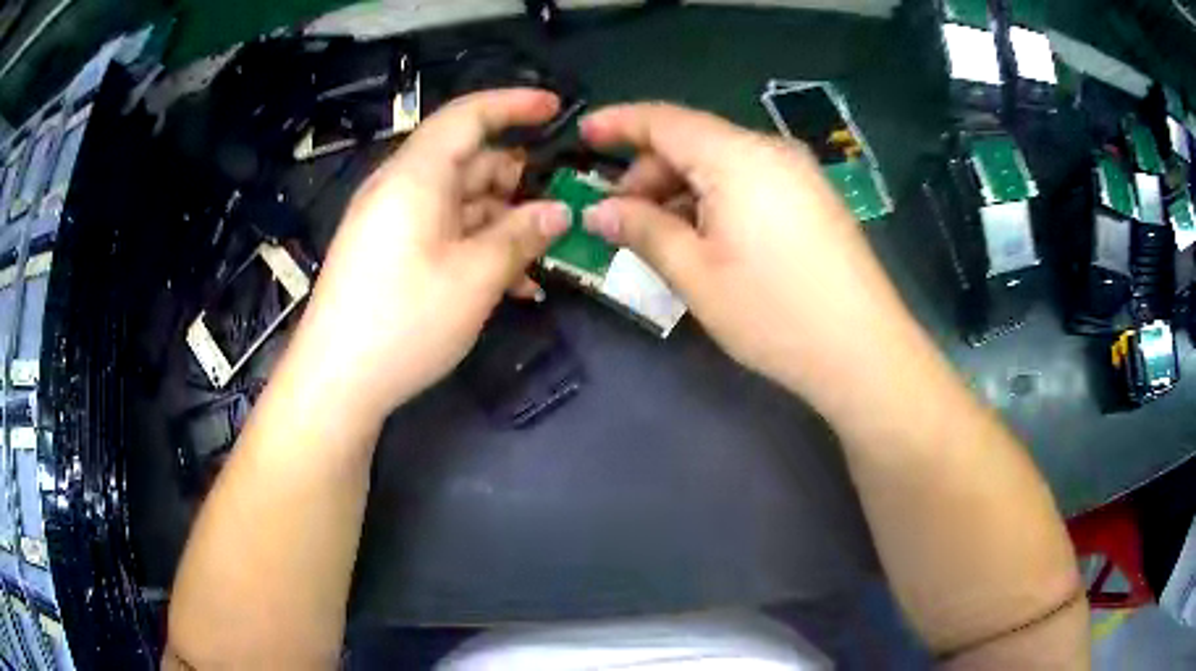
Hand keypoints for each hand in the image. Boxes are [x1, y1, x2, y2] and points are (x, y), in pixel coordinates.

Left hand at [288, 89, 569, 419]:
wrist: (334, 382)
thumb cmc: (403, 321)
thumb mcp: (474, 278)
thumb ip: (520, 236)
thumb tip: (559, 211)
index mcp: (416, 175)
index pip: (468, 116)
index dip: (514, 105)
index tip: (557, 109)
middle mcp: (401, 188)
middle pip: (467, 161)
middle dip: (518, 179)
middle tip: (561, 206)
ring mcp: (392, 222)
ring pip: (459, 202)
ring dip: (503, 222)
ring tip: (543, 256)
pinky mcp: (388, 253)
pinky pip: (441, 231)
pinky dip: (476, 245)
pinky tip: (510, 282)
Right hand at [579, 103, 915, 411]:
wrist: (864, 351)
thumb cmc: (774, 313)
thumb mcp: (696, 274)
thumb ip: (643, 230)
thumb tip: (598, 210)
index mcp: (737, 157)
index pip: (665, 120)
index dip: (619, 122)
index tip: (583, 133)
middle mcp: (770, 151)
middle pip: (694, 141)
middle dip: (649, 171)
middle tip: (620, 216)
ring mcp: (798, 174)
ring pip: (722, 163)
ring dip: (682, 188)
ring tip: (659, 234)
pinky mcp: (813, 199)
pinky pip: (750, 182)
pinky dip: (716, 199)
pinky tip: (705, 237)